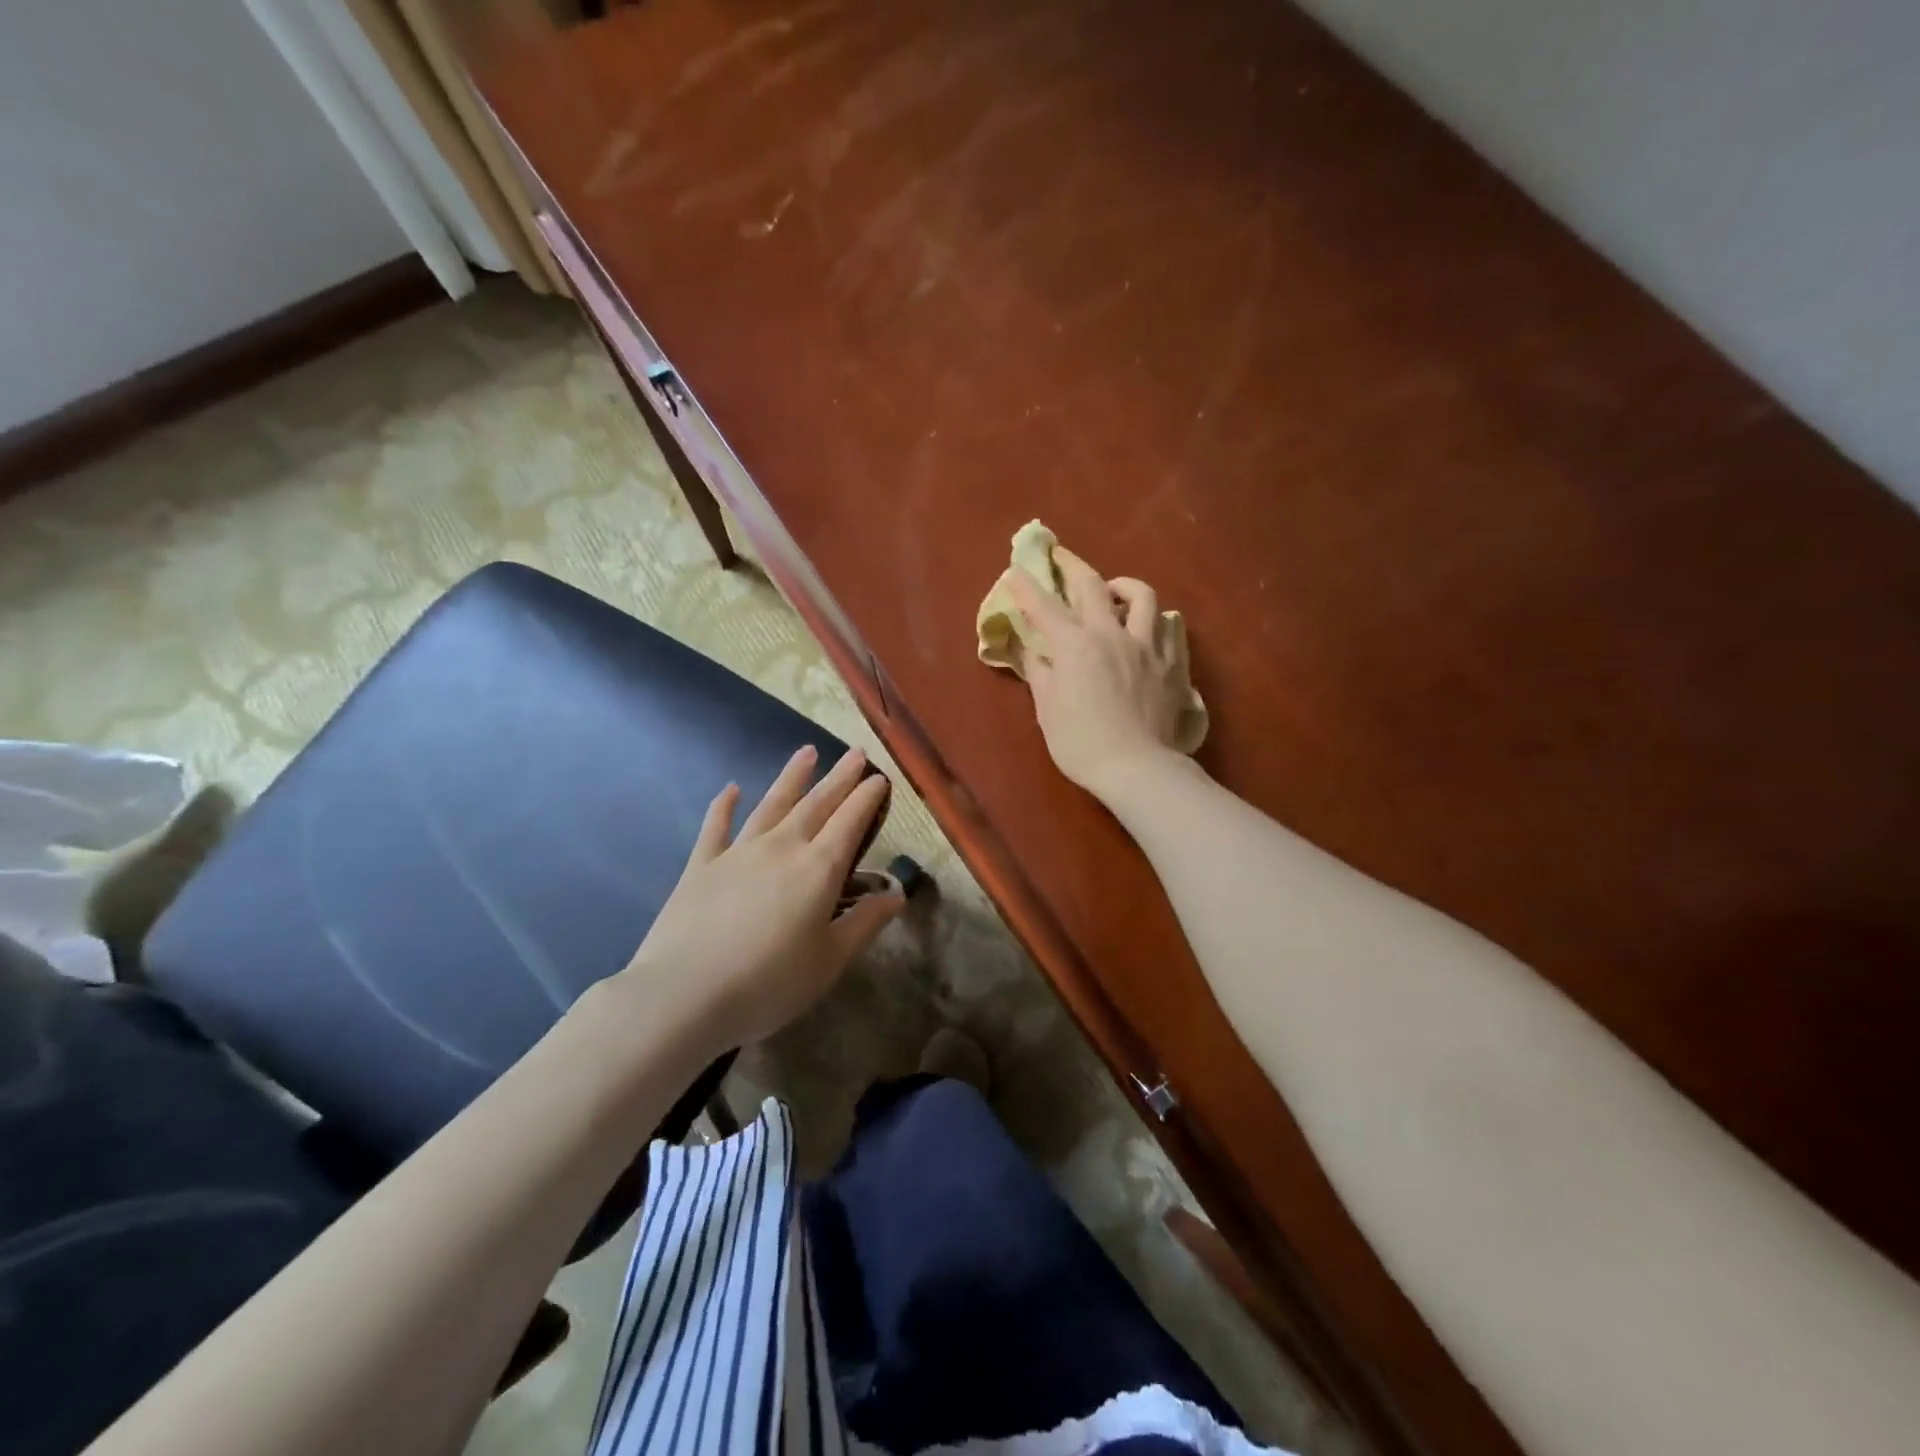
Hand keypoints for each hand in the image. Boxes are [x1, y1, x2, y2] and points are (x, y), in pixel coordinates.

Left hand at [611, 745, 902, 1058]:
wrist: (684, 995)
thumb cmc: (769, 983)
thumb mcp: (830, 961)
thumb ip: (865, 923)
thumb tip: (897, 895)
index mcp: (818, 869)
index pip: (850, 822)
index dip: (867, 798)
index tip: (880, 778)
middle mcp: (781, 848)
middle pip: (816, 804)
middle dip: (839, 777)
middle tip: (855, 753)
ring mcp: (738, 852)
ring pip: (771, 804)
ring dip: (792, 777)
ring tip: (807, 752)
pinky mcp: (701, 866)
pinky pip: (716, 827)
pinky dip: (723, 806)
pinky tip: (730, 789)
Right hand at [1008, 550, 1188, 799]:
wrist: (1136, 767)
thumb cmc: (1081, 742)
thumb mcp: (1047, 708)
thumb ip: (1039, 671)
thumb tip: (1032, 649)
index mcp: (1075, 645)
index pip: (1044, 606)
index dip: (1026, 587)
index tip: (1015, 571)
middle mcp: (1112, 634)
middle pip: (1094, 585)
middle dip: (1073, 566)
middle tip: (1062, 559)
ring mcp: (1148, 646)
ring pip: (1143, 597)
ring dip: (1124, 587)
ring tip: (1115, 593)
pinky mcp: (1172, 663)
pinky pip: (1170, 628)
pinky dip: (1156, 620)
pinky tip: (1150, 628)